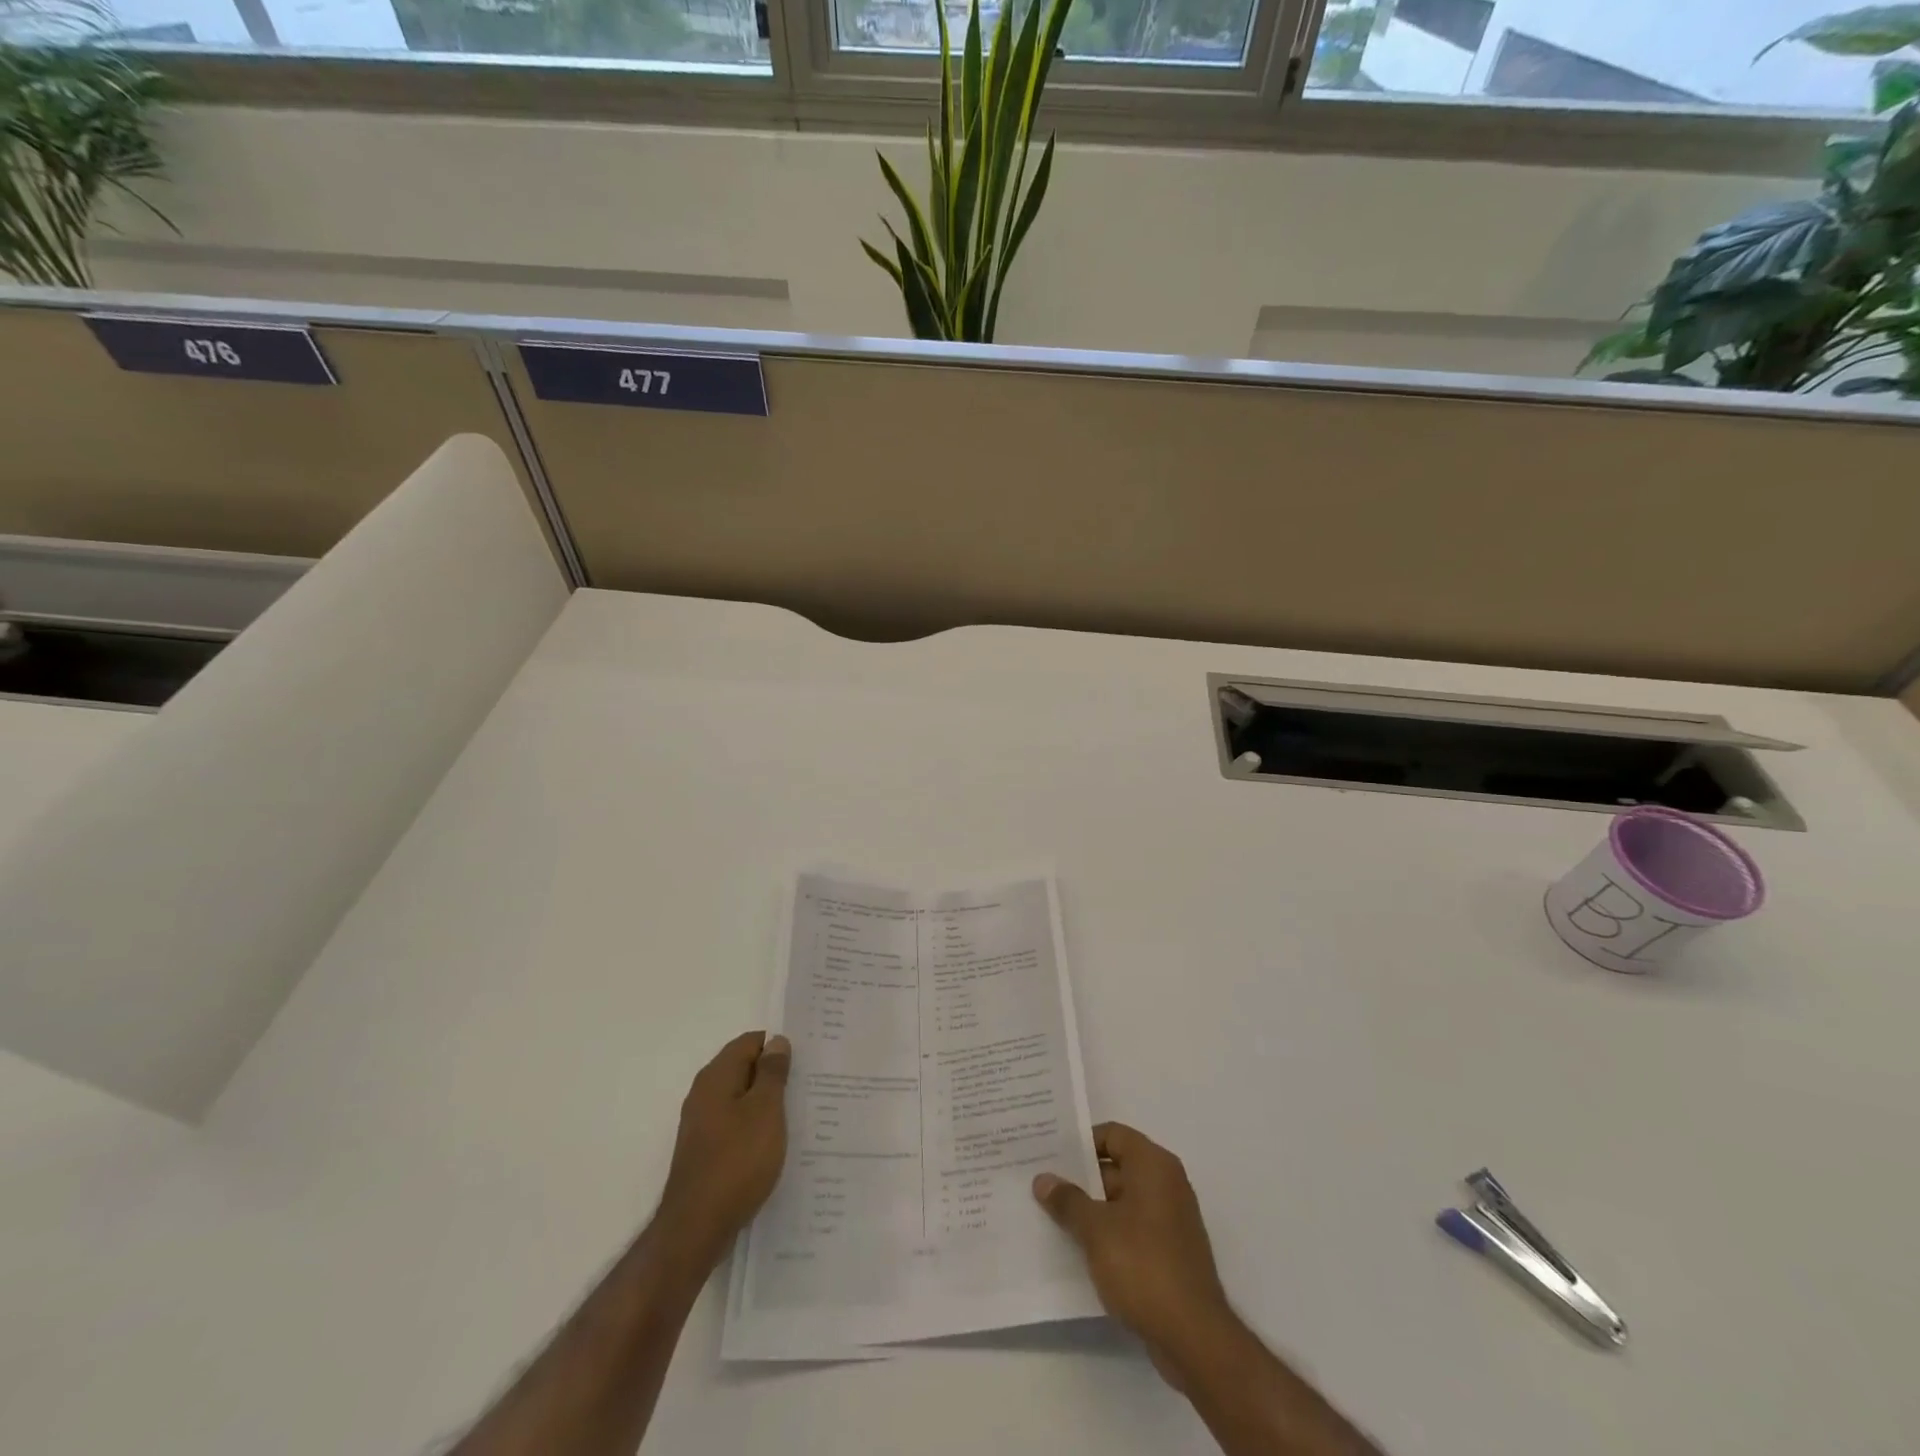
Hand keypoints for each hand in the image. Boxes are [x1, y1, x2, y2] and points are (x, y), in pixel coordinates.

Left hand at [657, 1031, 790, 1266]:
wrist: (696, 1229)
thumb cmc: (736, 1161)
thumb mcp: (765, 1111)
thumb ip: (772, 1073)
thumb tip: (777, 1042)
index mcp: (717, 1076)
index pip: (751, 1042)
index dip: (778, 1045)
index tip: (807, 1057)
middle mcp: (705, 1094)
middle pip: (744, 1069)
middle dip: (775, 1074)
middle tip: (809, 1083)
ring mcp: (702, 1124)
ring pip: (741, 1099)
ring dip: (767, 1102)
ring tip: (800, 1112)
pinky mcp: (705, 1151)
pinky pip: (736, 1125)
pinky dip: (756, 1126)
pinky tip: (776, 1142)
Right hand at [1034, 1122, 1232, 1382]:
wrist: (1193, 1337)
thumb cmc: (1143, 1266)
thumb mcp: (1096, 1230)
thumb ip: (1068, 1200)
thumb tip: (1043, 1179)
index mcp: (1154, 1165)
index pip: (1112, 1135)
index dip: (1081, 1142)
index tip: (1050, 1153)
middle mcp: (1166, 1183)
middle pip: (1117, 1166)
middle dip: (1081, 1176)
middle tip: (1043, 1183)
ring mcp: (1170, 1219)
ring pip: (1122, 1200)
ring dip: (1091, 1207)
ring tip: (1052, 1214)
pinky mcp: (1169, 1251)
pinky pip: (1132, 1227)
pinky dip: (1108, 1231)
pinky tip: (1078, 1247)